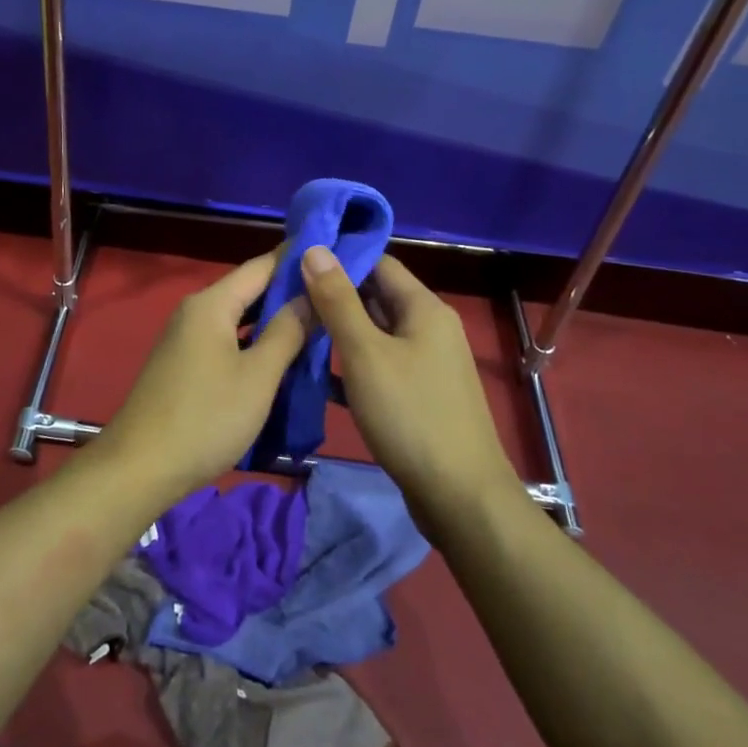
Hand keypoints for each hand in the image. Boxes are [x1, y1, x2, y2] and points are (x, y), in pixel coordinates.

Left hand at [94, 251, 309, 506]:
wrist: (141, 467)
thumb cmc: (206, 417)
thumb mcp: (258, 376)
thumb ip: (287, 331)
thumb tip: (310, 295)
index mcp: (211, 303)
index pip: (261, 266)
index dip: (297, 259)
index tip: (334, 252)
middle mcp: (195, 311)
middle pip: (249, 289)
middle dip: (290, 291)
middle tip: (335, 293)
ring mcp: (186, 337)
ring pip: (239, 317)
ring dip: (273, 319)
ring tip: (318, 320)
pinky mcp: (184, 363)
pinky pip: (227, 339)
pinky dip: (254, 340)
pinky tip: (279, 353)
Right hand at [299, 247, 513, 526]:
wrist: (460, 498)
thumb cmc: (411, 415)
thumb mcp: (365, 353)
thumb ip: (338, 300)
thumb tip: (315, 248)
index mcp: (424, 308)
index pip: (378, 262)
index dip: (339, 257)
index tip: (297, 260)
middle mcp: (429, 328)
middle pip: (376, 296)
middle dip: (334, 295)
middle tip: (287, 296)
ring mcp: (426, 364)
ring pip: (375, 333)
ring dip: (339, 331)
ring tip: (294, 328)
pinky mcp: (419, 395)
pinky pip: (379, 365)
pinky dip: (351, 365)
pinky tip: (317, 374)